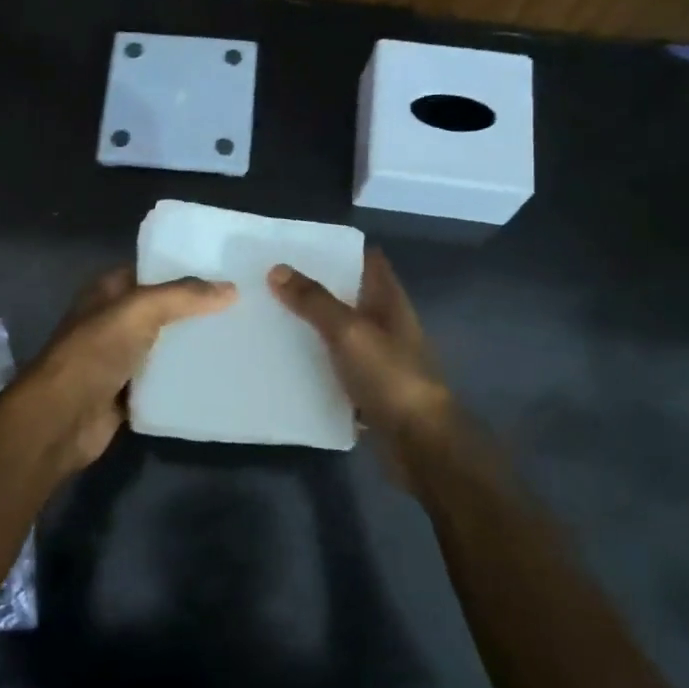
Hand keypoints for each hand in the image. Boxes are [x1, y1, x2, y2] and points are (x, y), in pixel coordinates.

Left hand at [19, 266, 234, 473]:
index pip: (151, 270)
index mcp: (108, 291)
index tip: (225, 272)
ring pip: (164, 345)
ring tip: (239, 339)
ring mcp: (118, 357)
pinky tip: (218, 375)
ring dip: (192, 345)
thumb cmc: (95, 352)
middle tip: (241, 306)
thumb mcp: (139, 310)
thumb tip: (231, 288)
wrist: (62, 418)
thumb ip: (184, 296)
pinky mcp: (127, 392)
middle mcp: (112, 320)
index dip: (184, 268)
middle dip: (195, 309)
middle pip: (162, 309)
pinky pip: (162, 380)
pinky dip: (184, 378)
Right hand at [268, 249, 459, 490]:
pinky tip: (283, 360)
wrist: (420, 443)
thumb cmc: (390, 377)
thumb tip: (277, 269)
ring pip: (339, 330)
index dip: (338, 249)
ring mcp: (378, 357)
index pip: (367, 261)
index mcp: (389, 301)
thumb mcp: (349, 332)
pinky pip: (334, 365)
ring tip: (268, 314)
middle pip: (349, 294)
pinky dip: (313, 360)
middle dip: (315, 286)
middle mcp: (385, 324)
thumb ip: (314, 301)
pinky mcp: (367, 387)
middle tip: (270, 278)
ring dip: (311, 324)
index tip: (299, 244)